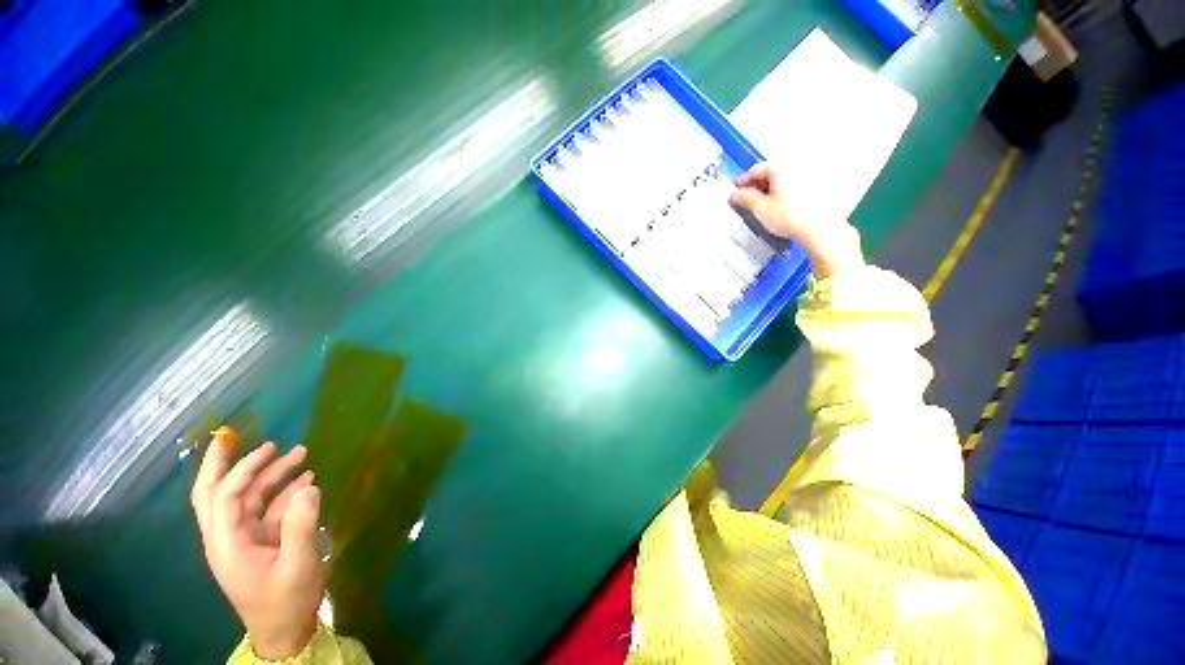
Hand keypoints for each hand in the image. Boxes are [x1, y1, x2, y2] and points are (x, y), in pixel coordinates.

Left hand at [192, 428, 324, 659]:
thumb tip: (309, 485)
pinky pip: (268, 509)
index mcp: (227, 544)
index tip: (269, 448)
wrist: (286, 630)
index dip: (242, 470)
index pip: (223, 498)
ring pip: (247, 498)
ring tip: (300, 453)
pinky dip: (284, 491)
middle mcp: (228, 537)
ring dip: (269, 475)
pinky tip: (306, 480)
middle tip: (234, 436)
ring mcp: (244, 539)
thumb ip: (300, 526)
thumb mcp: (297, 565)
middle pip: (213, 495)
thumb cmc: (286, 601)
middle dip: (222, 464)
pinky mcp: (261, 541)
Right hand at [730, 162, 863, 278]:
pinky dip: (784, 191)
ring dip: (771, 189)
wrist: (819, 228)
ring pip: (783, 178)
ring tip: (764, 205)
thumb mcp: (760, 208)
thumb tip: (735, 194)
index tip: (737, 190)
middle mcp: (796, 165)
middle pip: (770, 172)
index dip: (743, 181)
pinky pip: (795, 184)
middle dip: (757, 185)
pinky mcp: (818, 185)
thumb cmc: (791, 216)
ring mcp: (809, 174)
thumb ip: (744, 198)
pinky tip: (780, 205)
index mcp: (780, 167)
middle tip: (748, 199)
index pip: (755, 170)